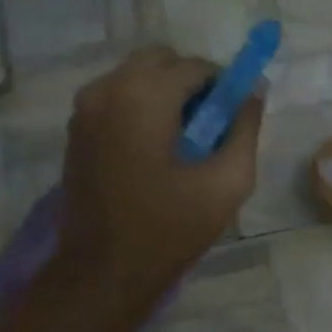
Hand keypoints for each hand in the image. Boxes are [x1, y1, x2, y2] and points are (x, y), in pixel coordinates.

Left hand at [56, 46, 262, 308]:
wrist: (104, 270)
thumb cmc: (170, 228)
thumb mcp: (227, 181)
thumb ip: (246, 128)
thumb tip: (254, 91)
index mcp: (145, 96)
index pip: (196, 66)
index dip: (225, 85)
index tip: (237, 117)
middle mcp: (108, 88)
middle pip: (161, 61)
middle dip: (192, 83)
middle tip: (212, 126)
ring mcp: (85, 108)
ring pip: (137, 77)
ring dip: (166, 95)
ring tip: (185, 143)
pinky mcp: (76, 129)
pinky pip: (118, 98)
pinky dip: (143, 108)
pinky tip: (157, 152)